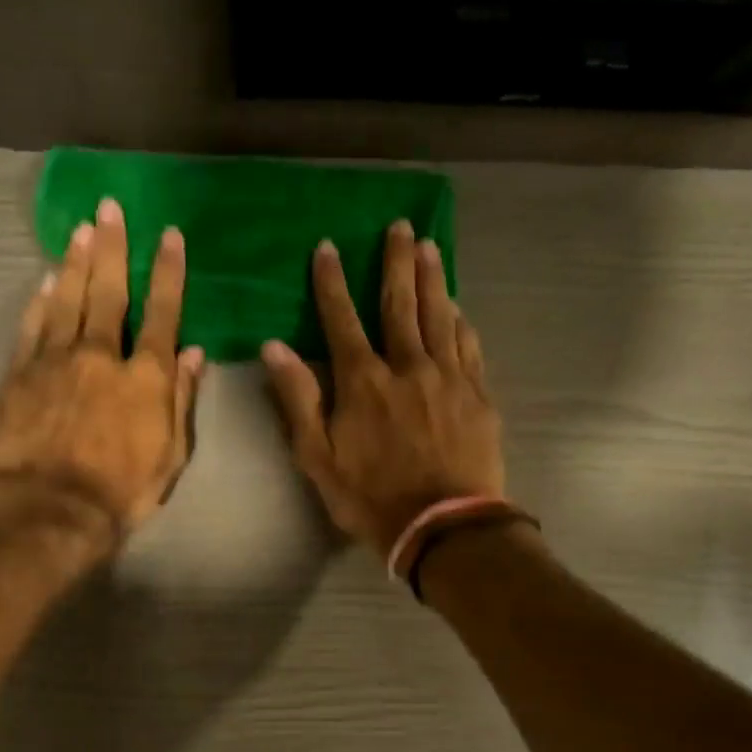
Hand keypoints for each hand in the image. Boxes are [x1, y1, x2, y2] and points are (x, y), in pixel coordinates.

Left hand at [0, 198, 205, 539]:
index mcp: (145, 376)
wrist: (53, 507)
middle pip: (109, 290)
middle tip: (111, 207)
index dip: (168, 272)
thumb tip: (193, 353)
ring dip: (75, 260)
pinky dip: (40, 300)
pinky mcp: (21, 373)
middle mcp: (102, 355)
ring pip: (67, 298)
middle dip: (113, 246)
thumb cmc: (124, 489)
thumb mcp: (172, 453)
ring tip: (81, 227)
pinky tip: (45, 278)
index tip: (170, 235)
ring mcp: (56, 360)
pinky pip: (32, 326)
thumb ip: (181, 398)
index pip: (162, 312)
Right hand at [262, 221, 503, 556]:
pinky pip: (468, 346)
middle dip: (395, 262)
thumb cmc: (372, 497)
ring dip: (433, 279)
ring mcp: (448, 378)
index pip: (342, 319)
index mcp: (363, 381)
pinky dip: (461, 321)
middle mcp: (407, 366)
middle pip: (400, 304)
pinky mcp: (477, 395)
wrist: (443, 525)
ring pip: (439, 316)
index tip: (328, 247)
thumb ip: (298, 399)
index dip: (332, 282)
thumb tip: (274, 347)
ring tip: (430, 247)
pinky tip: (458, 306)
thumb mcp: (318, 457)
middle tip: (400, 226)